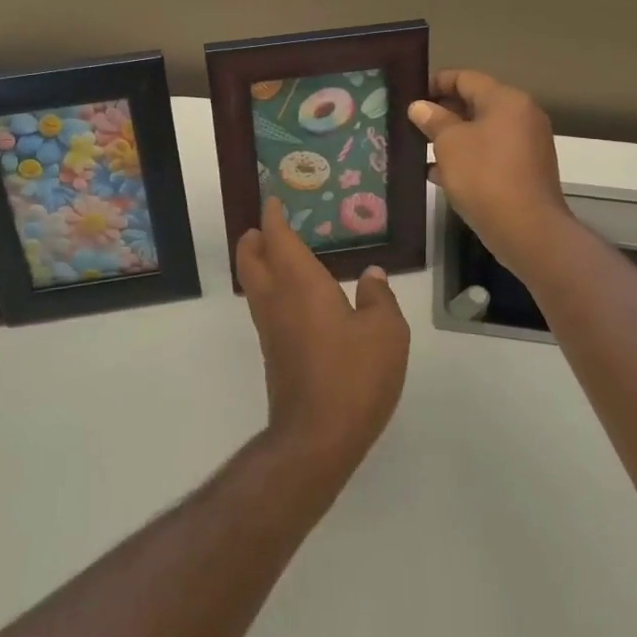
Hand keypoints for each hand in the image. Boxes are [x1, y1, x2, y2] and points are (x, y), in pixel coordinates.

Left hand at [236, 197, 409, 480]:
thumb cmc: (354, 375)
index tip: (273, 201)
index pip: (279, 239)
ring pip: (253, 284)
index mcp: (300, 283)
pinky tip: (296, 298)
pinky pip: (264, 307)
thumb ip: (379, 298)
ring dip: (258, 263)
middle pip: (250, 259)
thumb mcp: (385, 332)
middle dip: (254, 238)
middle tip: (265, 226)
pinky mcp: (274, 353)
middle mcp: (277, 300)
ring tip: (279, 255)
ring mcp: (270, 329)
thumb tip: (372, 275)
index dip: (274, 218)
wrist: (317, 435)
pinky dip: (270, 288)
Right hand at [407, 69, 571, 273]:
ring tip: (420, 148)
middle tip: (412, 123)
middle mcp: (521, 115)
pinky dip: (467, 158)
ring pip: (482, 131)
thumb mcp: (449, 143)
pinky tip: (439, 174)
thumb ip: (433, 120)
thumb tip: (420, 106)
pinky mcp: (525, 170)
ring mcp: (527, 144)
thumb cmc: (484, 176)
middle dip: (442, 112)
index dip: (435, 83)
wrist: (527, 229)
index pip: (465, 78)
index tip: (410, 96)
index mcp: (506, 100)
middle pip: (475, 103)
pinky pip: (491, 154)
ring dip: (452, 137)